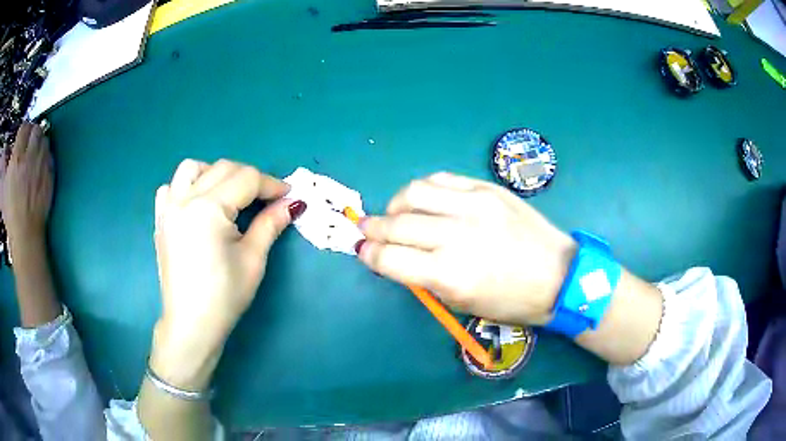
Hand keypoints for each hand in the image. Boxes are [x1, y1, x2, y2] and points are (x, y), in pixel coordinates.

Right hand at [1, 123, 53, 247]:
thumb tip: (3, 152)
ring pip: (44, 139)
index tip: (21, 136)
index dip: (23, 129)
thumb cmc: (10, 214)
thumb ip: (3, 166)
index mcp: (17, 158)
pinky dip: (46, 154)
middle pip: (36, 129)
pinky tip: (40, 164)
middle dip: (32, 132)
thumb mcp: (3, 189)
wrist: (25, 235)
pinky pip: (50, 155)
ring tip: (34, 152)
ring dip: (39, 141)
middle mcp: (30, 157)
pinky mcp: (50, 175)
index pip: (24, 127)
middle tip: (28, 142)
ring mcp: (41, 165)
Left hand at [151, 159, 304, 388]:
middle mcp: (185, 199)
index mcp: (208, 208)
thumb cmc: (224, 296)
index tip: (288, 195)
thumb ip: (270, 224)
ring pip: (192, 168)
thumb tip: (293, 203)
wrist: (191, 323)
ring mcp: (168, 207)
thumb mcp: (253, 259)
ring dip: (215, 173)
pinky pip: (170, 187)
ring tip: (228, 195)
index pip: (246, 179)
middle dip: (250, 178)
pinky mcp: (160, 219)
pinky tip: (197, 204)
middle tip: (266, 199)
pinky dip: (186, 186)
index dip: (271, 184)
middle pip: (223, 168)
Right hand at [357, 172, 575, 325]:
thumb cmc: (511, 301)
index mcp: (449, 275)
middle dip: (372, 227)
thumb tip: (396, 257)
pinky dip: (424, 189)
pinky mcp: (487, 189)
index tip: (362, 250)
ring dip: (394, 204)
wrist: (558, 275)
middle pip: (396, 224)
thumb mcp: (463, 303)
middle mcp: (456, 235)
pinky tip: (423, 200)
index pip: (390, 258)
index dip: (369, 254)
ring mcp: (473, 206)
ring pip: (414, 192)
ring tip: (394, 213)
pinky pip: (442, 179)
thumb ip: (425, 279)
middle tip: (366, 228)